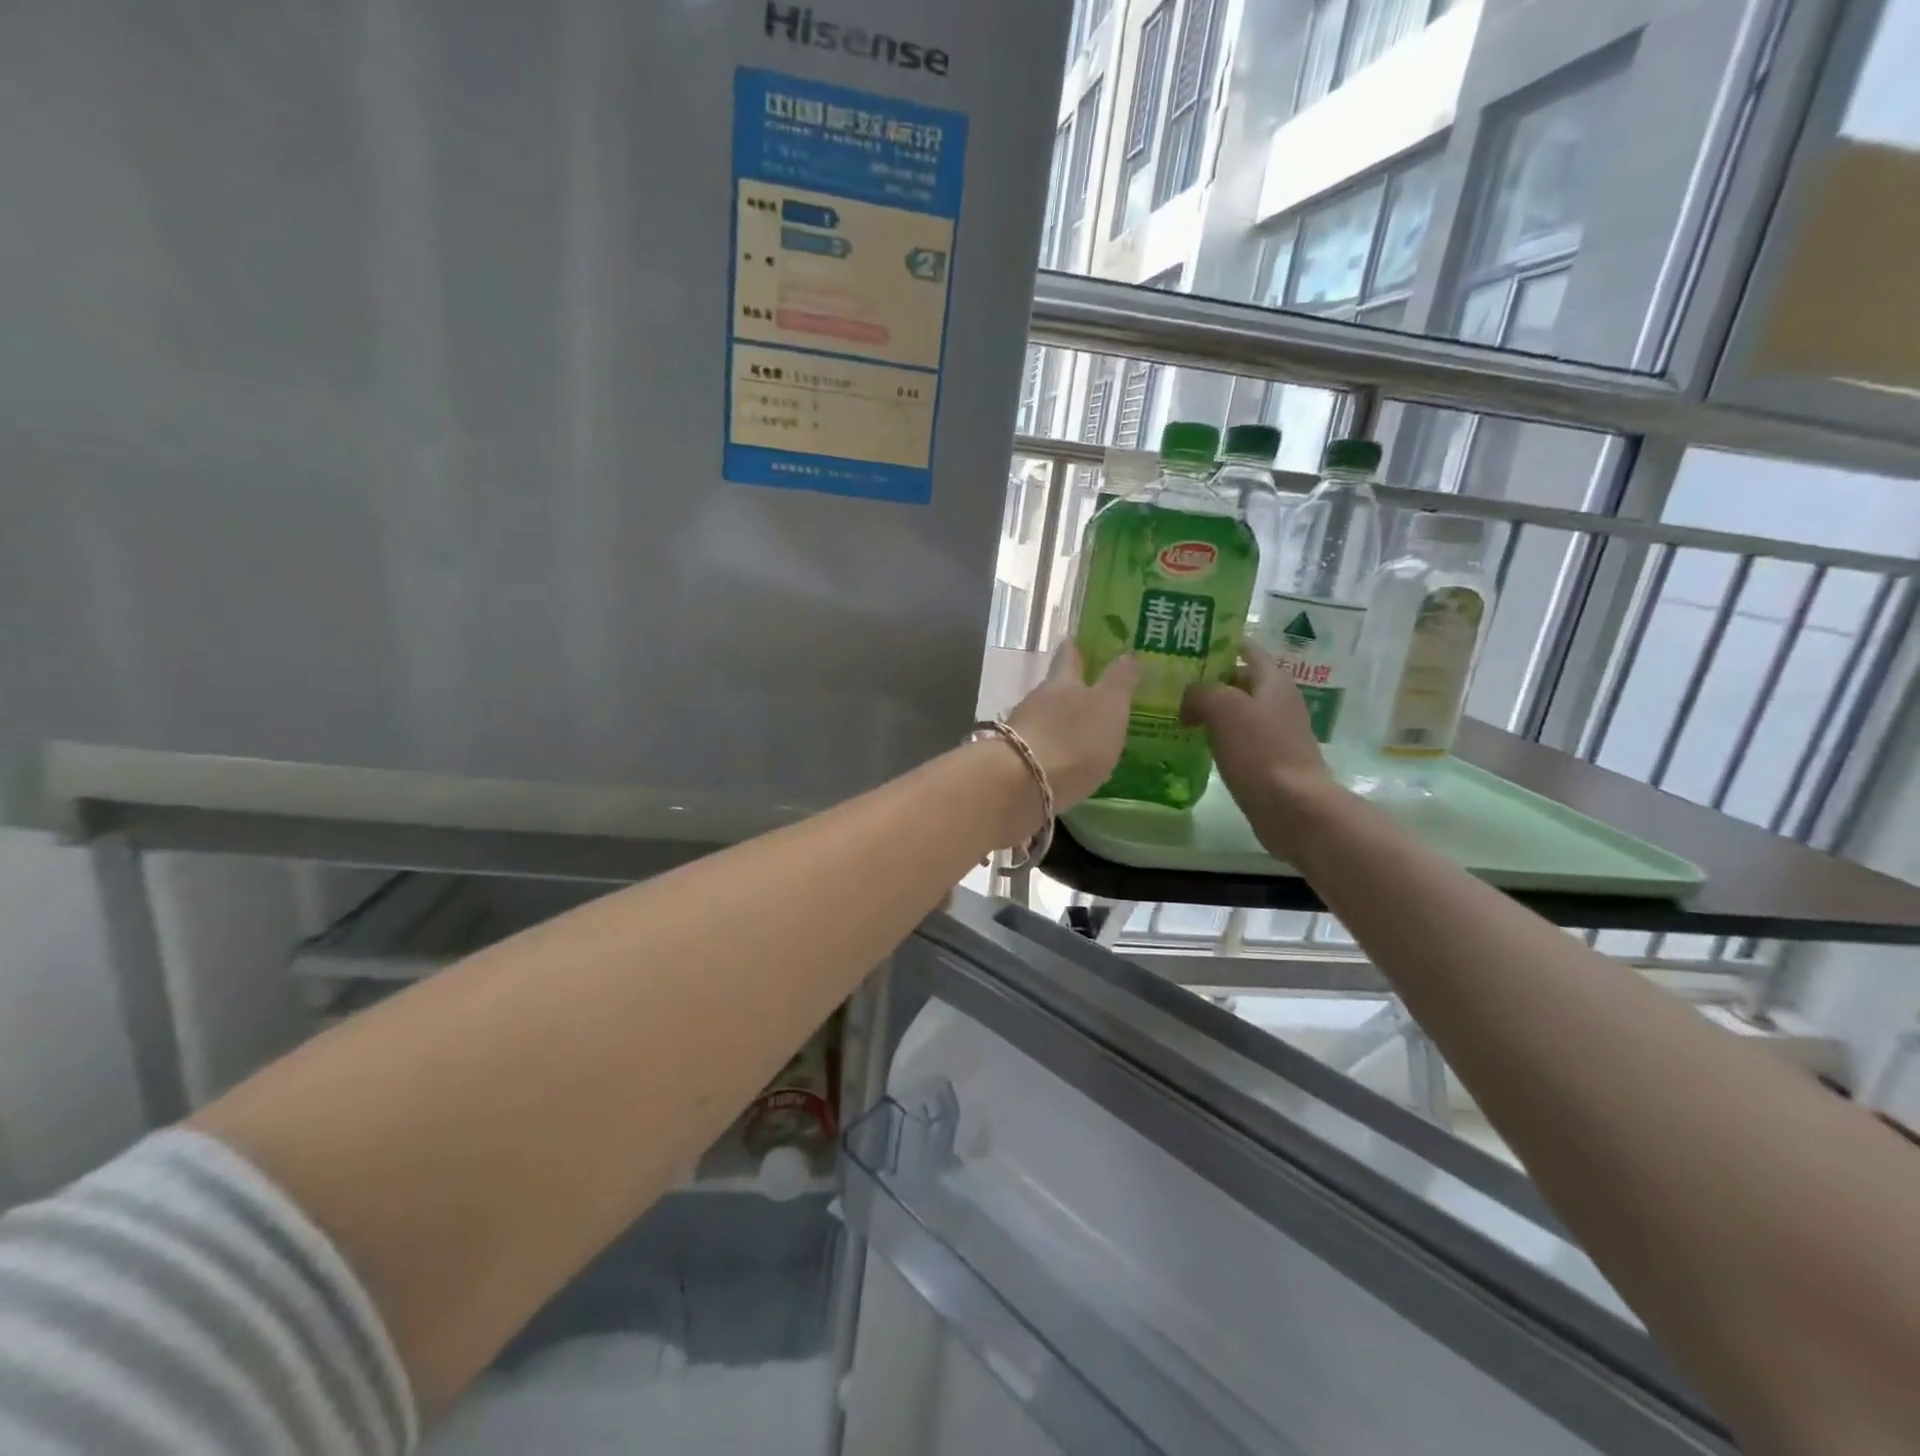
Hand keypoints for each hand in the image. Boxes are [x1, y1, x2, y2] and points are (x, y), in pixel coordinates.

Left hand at [1004, 643, 1138, 812]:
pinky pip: (1039, 747)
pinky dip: (1052, 750)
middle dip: (1070, 690)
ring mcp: (1022, 730)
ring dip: (1060, 723)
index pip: (1069, 655)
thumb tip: (1127, 653)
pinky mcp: (1015, 760)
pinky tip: (1065, 762)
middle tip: (1092, 694)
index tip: (1079, 640)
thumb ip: (1119, 681)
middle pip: (1054, 688)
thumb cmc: (1073, 738)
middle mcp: (1037, 700)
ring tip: (1082, 733)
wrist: (1022, 783)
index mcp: (1063, 682)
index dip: (1075, 647)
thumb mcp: (1109, 706)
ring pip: (1044, 718)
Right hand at [1181, 648, 1339, 847]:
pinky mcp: (1268, 759)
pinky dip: (1215, 736)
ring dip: (1207, 710)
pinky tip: (1192, 743)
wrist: (1293, 807)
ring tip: (1172, 712)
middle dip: (1206, 679)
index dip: (1217, 643)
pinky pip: (1237, 738)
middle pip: (1238, 679)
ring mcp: (1275, 731)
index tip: (1184, 645)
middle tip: (1168, 682)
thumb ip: (1201, 691)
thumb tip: (1190, 700)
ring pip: (1235, 710)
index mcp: (1273, 679)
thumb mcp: (1223, 708)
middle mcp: (1277, 700)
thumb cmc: (1260, 750)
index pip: (1245, 647)